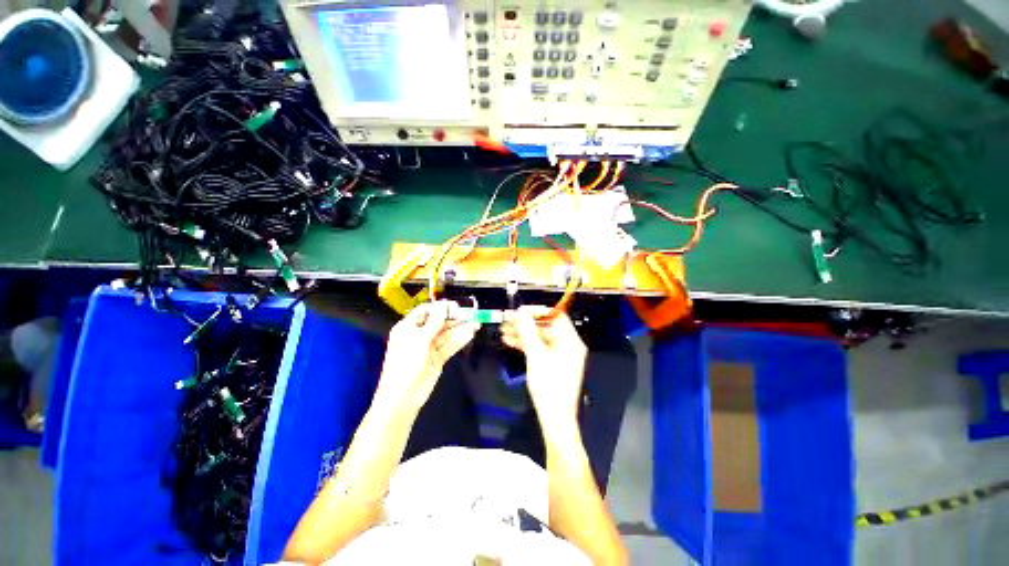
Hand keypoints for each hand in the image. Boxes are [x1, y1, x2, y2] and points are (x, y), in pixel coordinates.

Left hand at [374, 301, 478, 414]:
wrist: (404, 396)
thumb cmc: (406, 363)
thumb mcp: (420, 339)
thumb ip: (434, 322)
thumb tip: (443, 305)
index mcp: (408, 327)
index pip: (426, 311)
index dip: (441, 308)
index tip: (455, 307)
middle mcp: (419, 335)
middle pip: (439, 322)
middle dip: (454, 319)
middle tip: (469, 315)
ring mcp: (429, 347)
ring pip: (447, 334)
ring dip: (460, 329)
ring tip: (475, 324)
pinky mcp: (438, 358)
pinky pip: (450, 346)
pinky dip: (460, 340)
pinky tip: (469, 334)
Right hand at [502, 307, 586, 428]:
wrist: (555, 419)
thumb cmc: (548, 386)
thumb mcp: (535, 355)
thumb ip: (528, 331)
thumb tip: (520, 313)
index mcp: (570, 341)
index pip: (556, 316)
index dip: (538, 311)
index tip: (520, 311)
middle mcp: (568, 345)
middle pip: (546, 327)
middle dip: (526, 324)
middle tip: (508, 321)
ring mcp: (561, 355)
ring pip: (541, 337)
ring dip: (524, 334)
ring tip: (504, 331)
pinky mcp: (554, 364)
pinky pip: (540, 348)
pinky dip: (527, 345)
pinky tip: (511, 342)